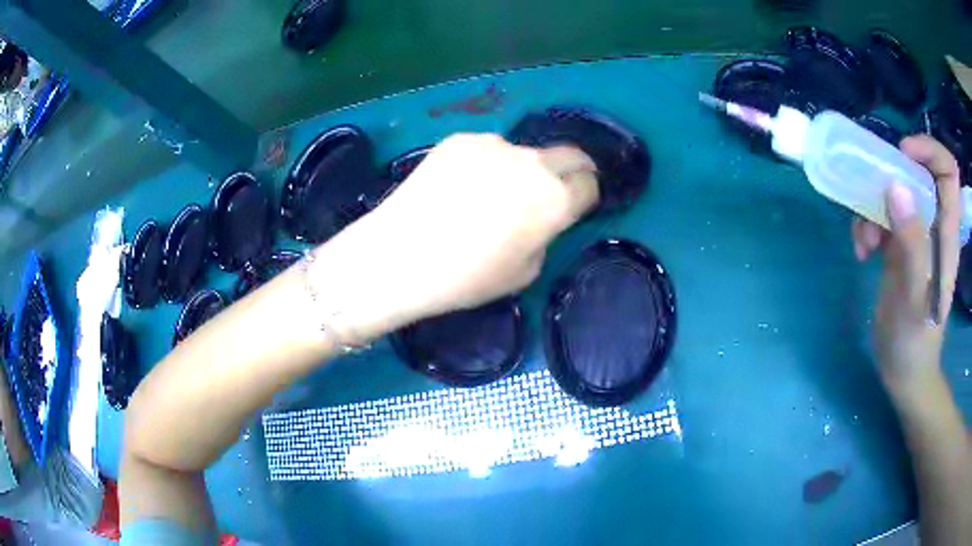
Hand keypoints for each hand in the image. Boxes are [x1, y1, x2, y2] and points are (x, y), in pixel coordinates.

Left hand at [316, 133, 597, 339]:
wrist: (398, 255)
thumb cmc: (465, 277)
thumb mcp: (523, 272)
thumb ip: (543, 236)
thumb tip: (538, 217)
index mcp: (555, 200)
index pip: (589, 185)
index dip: (586, 196)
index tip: (578, 204)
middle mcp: (531, 162)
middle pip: (570, 155)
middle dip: (572, 170)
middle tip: (558, 188)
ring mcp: (493, 144)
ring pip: (523, 153)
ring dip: (521, 169)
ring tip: (489, 195)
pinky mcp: (460, 139)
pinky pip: (487, 151)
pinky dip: (485, 165)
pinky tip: (458, 189)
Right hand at [851, 136, 961, 393]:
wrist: (904, 374)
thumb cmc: (915, 342)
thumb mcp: (916, 297)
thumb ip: (912, 244)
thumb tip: (895, 187)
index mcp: (946, 231)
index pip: (948, 171)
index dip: (929, 151)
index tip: (903, 154)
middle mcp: (933, 225)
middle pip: (918, 173)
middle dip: (892, 176)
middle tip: (873, 193)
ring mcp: (915, 236)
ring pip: (895, 194)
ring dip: (874, 206)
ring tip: (864, 240)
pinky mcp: (899, 248)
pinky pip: (882, 217)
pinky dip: (867, 226)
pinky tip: (861, 252)